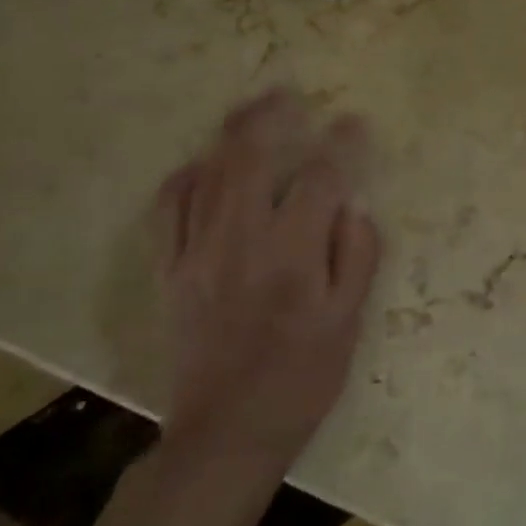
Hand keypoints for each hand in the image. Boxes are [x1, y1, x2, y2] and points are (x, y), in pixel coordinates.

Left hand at [152, 89, 382, 476]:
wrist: (228, 432)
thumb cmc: (303, 377)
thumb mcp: (349, 322)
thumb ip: (357, 257)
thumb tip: (352, 206)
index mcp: (293, 256)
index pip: (320, 180)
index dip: (341, 146)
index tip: (355, 124)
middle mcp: (241, 242)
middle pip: (250, 160)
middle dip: (271, 118)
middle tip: (288, 93)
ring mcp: (197, 254)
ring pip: (208, 176)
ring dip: (230, 136)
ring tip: (250, 110)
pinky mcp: (170, 271)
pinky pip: (168, 210)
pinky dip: (184, 178)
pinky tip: (201, 165)